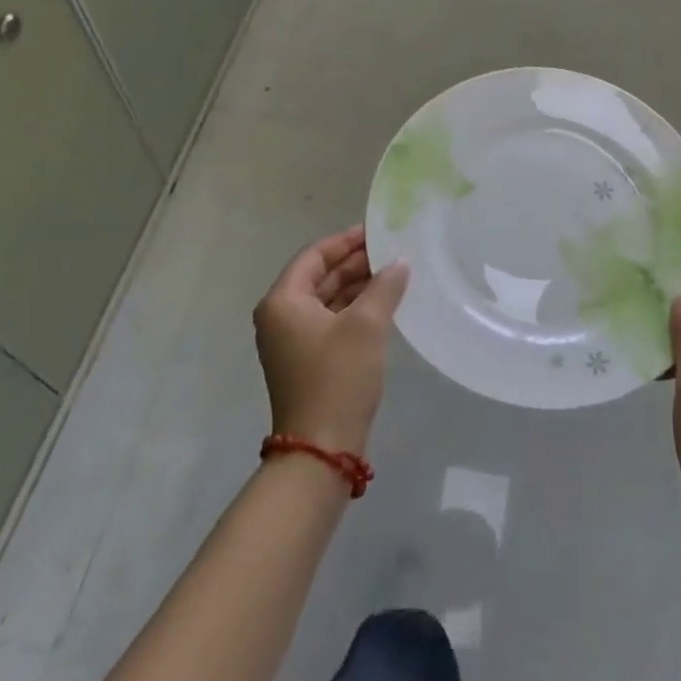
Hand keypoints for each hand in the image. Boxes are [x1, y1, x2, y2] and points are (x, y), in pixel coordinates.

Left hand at [253, 227, 409, 455]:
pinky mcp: (307, 360)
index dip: (346, 240)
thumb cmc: (338, 377)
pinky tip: (383, 303)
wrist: (321, 450)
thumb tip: (399, 262)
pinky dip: (354, 308)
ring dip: (357, 285)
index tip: (377, 231)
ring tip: (393, 272)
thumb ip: (384, 286)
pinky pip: (330, 320)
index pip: (314, 255)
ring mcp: (292, 341)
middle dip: (354, 262)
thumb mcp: (367, 325)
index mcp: (283, 301)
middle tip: (391, 249)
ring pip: (327, 299)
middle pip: (319, 276)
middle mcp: (281, 316)